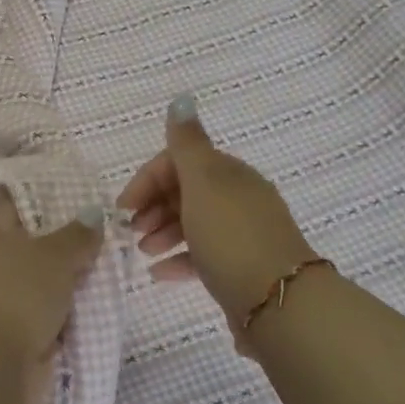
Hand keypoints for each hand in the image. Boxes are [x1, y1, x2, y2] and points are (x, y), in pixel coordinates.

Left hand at [0, 187, 104, 403]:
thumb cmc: (16, 293)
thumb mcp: (54, 256)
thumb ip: (76, 236)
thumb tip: (93, 213)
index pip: (9, 203)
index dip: (29, 195)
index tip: (56, 189)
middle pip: (25, 243)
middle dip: (54, 240)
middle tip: (95, 232)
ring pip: (34, 280)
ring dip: (58, 280)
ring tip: (99, 269)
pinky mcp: (7, 333)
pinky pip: (40, 313)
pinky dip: (58, 311)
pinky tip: (86, 307)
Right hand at [117, 96, 315, 330]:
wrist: (280, 303)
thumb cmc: (231, 236)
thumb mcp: (203, 183)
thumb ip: (187, 144)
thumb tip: (181, 100)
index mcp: (229, 174)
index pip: (180, 162)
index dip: (148, 179)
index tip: (123, 207)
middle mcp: (238, 199)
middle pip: (185, 192)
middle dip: (153, 206)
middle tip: (131, 230)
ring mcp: (241, 235)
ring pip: (193, 224)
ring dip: (162, 232)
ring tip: (142, 252)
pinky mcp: (241, 268)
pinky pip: (203, 256)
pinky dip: (179, 260)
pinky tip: (159, 274)